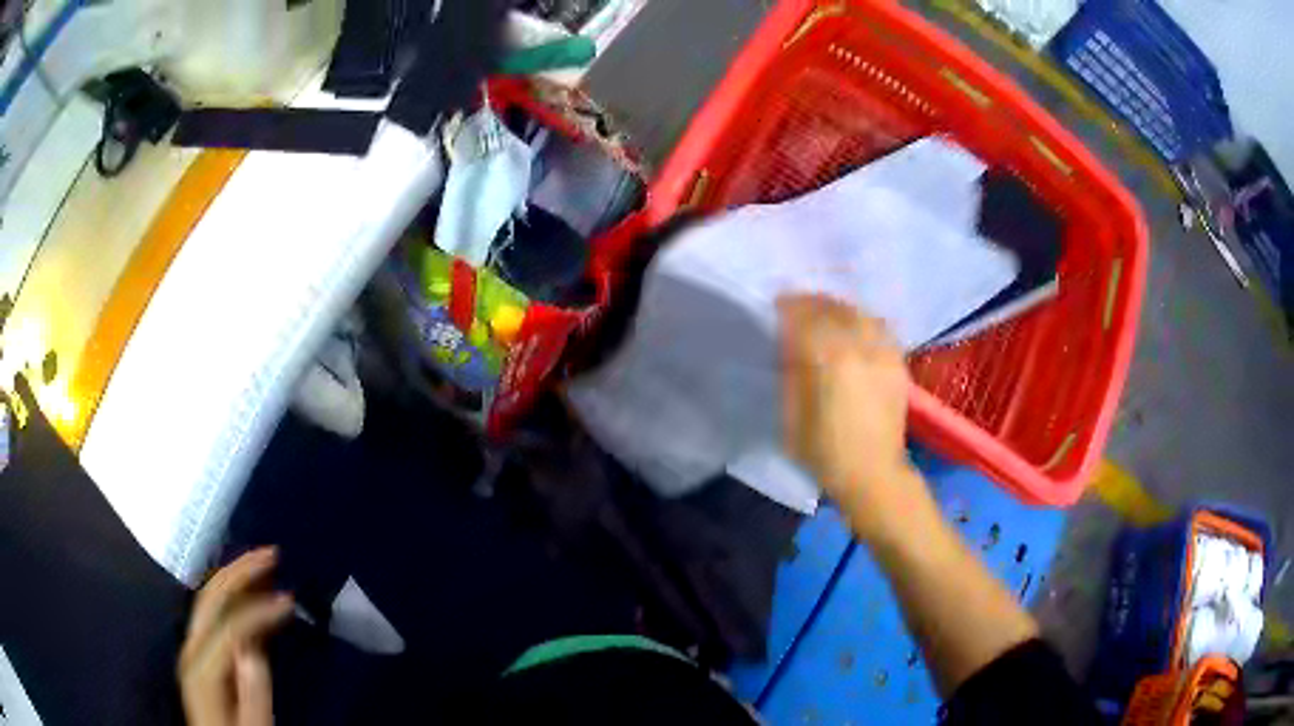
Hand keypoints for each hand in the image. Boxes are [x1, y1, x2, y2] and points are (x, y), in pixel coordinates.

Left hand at [179, 548, 293, 725]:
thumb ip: (252, 691)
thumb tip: (254, 647)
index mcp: (202, 667)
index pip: (229, 623)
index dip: (260, 607)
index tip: (291, 600)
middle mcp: (191, 648)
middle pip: (210, 597)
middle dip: (240, 571)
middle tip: (271, 553)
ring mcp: (192, 649)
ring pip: (208, 599)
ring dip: (235, 577)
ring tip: (262, 564)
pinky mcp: (199, 655)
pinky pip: (212, 615)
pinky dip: (231, 597)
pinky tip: (249, 596)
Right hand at [778, 295, 924, 540]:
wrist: (873, 474)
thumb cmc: (825, 452)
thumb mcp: (792, 416)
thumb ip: (791, 374)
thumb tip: (789, 346)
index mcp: (830, 359)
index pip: (807, 317)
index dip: (789, 306)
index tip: (777, 304)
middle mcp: (860, 346)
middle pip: (834, 309)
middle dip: (813, 303)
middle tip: (798, 306)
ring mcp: (883, 352)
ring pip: (860, 313)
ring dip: (839, 309)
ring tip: (827, 314)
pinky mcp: (898, 363)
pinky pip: (880, 328)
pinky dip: (863, 322)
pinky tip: (854, 330)